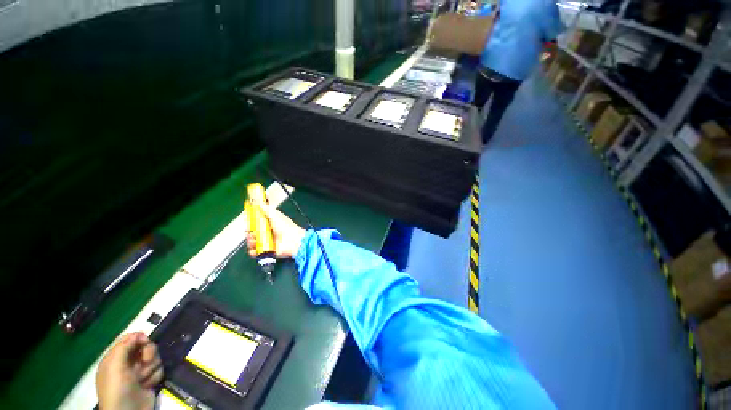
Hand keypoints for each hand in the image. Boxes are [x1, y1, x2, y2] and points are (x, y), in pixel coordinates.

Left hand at [96, 332, 163, 409]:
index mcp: (116, 358)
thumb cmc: (118, 388)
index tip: (145, 342)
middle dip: (149, 353)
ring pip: (155, 358)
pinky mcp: (150, 379)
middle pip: (146, 346)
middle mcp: (128, 363)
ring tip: (143, 379)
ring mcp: (139, 372)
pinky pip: (159, 370)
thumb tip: (138, 334)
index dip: (140, 338)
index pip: (130, 339)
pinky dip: (155, 376)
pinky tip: (148, 385)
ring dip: (151, 368)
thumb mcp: (115, 366)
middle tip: (145, 361)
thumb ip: (123, 347)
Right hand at [247, 203, 305, 258]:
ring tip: (255, 240)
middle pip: (252, 234)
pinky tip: (255, 249)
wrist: (293, 240)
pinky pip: (256, 253)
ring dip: (251, 242)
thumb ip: (266, 209)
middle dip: (249, 234)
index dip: (251, 224)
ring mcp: (267, 243)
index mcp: (269, 225)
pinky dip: (253, 252)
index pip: (256, 224)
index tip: (249, 223)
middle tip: (253, 233)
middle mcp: (267, 234)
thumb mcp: (275, 215)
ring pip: (252, 243)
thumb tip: (257, 202)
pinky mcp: (267, 252)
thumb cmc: (285, 226)